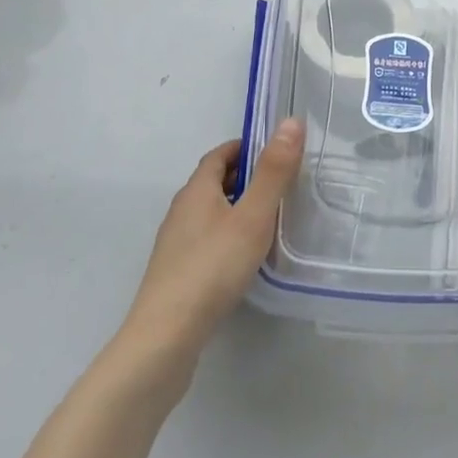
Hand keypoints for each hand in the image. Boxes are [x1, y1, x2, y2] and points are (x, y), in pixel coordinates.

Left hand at [123, 119, 304, 364]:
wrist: (166, 336)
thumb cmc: (212, 267)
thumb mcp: (252, 216)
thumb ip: (273, 172)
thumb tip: (291, 121)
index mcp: (196, 190)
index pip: (220, 155)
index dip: (245, 148)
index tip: (274, 152)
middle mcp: (181, 210)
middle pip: (213, 182)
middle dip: (244, 178)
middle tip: (280, 185)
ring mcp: (175, 244)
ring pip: (210, 213)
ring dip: (236, 209)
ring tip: (268, 221)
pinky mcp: (176, 273)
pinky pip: (205, 240)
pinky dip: (227, 236)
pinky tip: (244, 259)